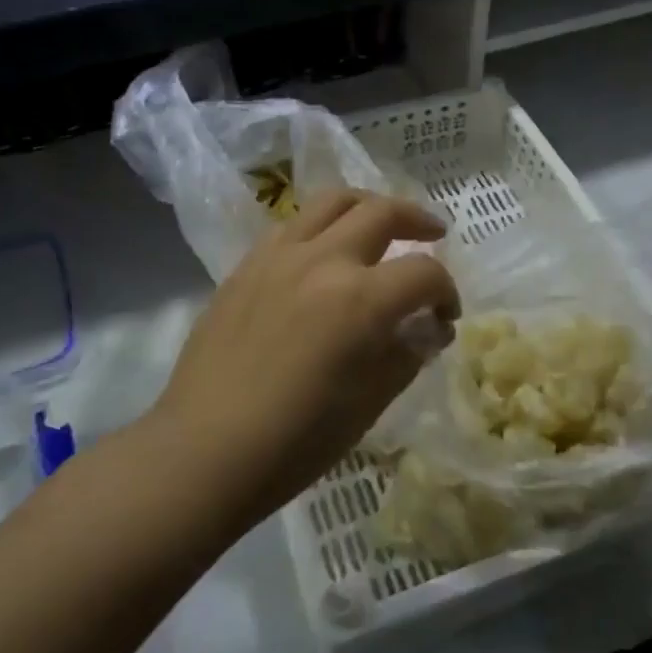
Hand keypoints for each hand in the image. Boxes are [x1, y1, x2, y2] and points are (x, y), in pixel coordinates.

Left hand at [147, 190, 458, 526]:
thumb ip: (407, 353)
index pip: (423, 273)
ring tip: (380, 222)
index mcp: (360, 299)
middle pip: (382, 212)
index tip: (446, 316)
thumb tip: (430, 328)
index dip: (446, 291)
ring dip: (368, 205)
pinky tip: (325, 250)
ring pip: (332, 201)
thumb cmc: (296, 441)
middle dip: (417, 221)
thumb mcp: (370, 403)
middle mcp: (322, 261)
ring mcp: (278, 256)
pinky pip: (292, 225)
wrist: (205, 451)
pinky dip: (322, 225)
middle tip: (433, 235)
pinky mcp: (246, 265)